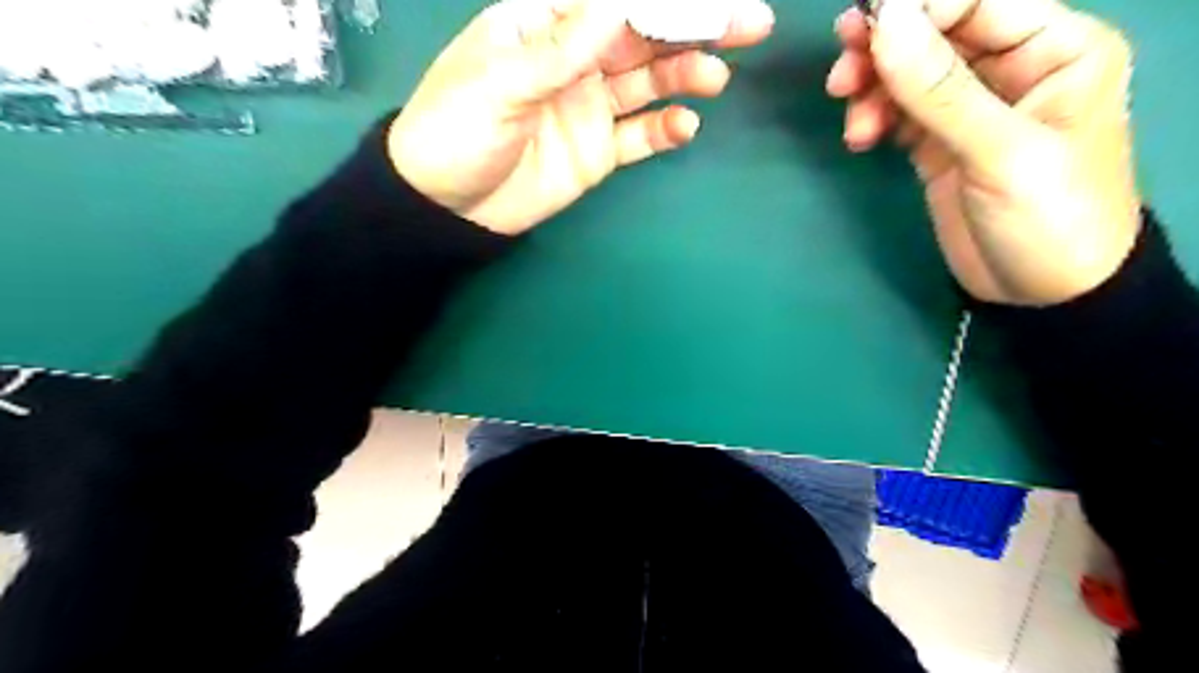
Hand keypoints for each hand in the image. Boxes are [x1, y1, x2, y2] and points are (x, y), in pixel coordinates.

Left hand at [390, 1, 772, 234]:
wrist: (448, 206)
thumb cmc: (455, 130)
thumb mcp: (500, 83)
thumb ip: (562, 50)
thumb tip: (618, 4)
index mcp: (545, 27)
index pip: (613, 3)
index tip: (710, 0)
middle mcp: (576, 60)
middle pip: (643, 38)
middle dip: (695, 27)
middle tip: (750, 23)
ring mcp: (590, 107)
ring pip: (649, 84)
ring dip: (685, 76)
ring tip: (715, 78)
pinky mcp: (598, 151)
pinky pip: (639, 136)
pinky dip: (665, 130)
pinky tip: (685, 126)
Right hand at [827, 0, 1141, 304]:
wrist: (1043, 292)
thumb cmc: (1047, 217)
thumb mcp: (999, 152)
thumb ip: (940, 89)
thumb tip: (886, 23)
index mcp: (1053, 48)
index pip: (977, 1)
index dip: (916, 9)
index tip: (861, 30)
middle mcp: (1011, 68)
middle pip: (935, 34)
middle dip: (884, 50)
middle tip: (840, 75)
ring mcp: (970, 108)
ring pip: (909, 74)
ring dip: (872, 89)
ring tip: (854, 123)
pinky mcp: (939, 143)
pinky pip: (898, 113)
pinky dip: (874, 118)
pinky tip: (861, 139)